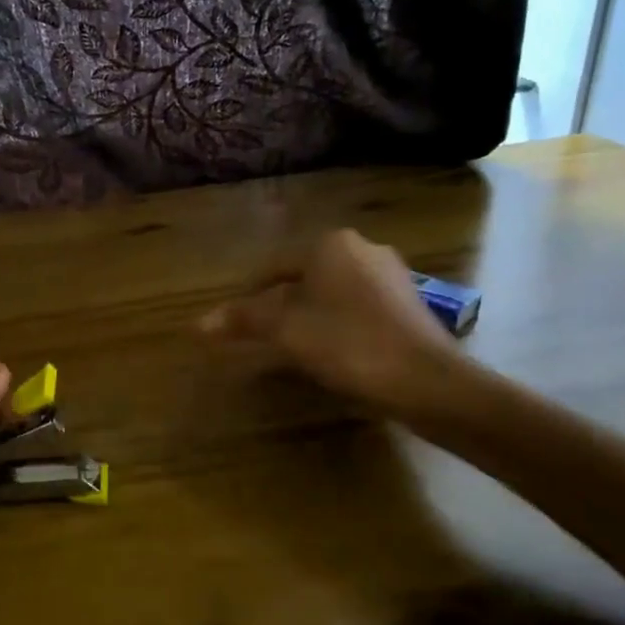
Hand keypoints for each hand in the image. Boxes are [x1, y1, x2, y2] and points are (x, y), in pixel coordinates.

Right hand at [200, 229, 473, 429]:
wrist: (428, 381)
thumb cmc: (348, 344)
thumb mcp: (286, 331)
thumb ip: (243, 320)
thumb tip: (197, 323)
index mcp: (330, 244)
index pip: (275, 265)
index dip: (250, 293)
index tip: (237, 320)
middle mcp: (363, 248)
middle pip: (305, 277)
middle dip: (282, 304)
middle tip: (263, 334)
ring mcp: (392, 275)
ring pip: (334, 292)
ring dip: (311, 314)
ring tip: (295, 346)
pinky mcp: (410, 303)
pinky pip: (360, 307)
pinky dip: (340, 324)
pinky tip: (336, 351)